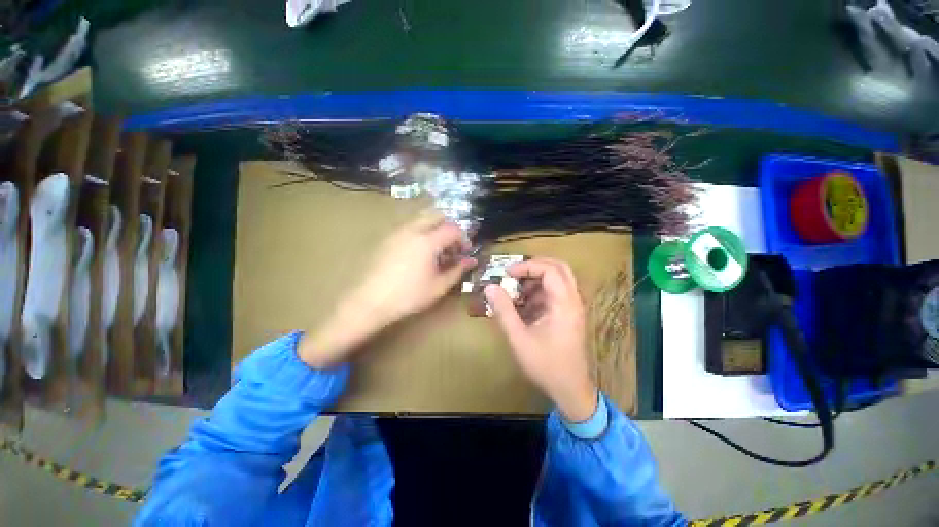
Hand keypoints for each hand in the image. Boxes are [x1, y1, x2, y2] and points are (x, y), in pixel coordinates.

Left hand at [299, 211, 475, 368]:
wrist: (369, 302)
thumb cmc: (409, 296)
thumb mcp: (439, 286)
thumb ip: (457, 270)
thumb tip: (471, 261)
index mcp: (428, 241)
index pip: (453, 229)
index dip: (463, 239)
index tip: (464, 252)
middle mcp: (412, 229)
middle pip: (437, 215)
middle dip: (449, 227)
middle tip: (451, 247)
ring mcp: (397, 232)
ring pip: (421, 219)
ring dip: (434, 228)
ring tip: (435, 250)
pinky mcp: (386, 238)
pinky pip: (408, 226)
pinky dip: (420, 232)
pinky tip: (418, 253)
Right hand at [485, 258, 597, 421]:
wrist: (571, 391)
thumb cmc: (545, 365)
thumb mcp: (519, 338)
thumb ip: (503, 310)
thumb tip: (489, 287)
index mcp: (564, 304)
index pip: (549, 270)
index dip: (527, 267)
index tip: (507, 273)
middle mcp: (573, 300)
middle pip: (559, 268)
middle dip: (535, 266)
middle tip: (514, 273)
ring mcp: (573, 307)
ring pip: (558, 279)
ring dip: (536, 280)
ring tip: (516, 291)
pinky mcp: (570, 315)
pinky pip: (556, 293)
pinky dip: (539, 293)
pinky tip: (524, 306)